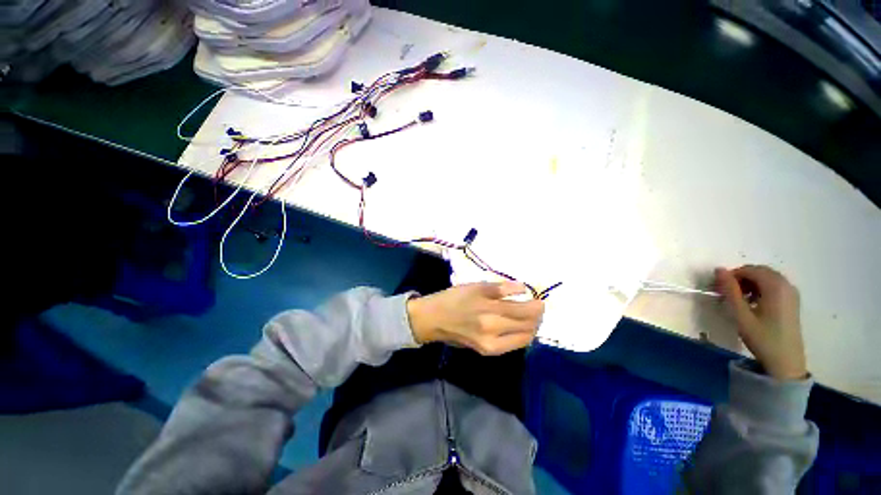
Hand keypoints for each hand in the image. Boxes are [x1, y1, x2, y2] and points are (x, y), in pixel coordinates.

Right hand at [406, 282, 544, 355]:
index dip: (538, 306)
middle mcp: (494, 332)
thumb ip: (501, 288)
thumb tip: (524, 288)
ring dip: (531, 327)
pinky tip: (518, 327)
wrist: (434, 320)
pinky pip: (513, 345)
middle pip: (527, 327)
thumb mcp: (476, 287)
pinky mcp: (488, 352)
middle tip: (537, 307)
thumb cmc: (455, 298)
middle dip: (537, 317)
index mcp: (490, 311)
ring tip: (530, 317)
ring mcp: (492, 346)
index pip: (525, 312)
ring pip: (523, 338)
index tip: (541, 300)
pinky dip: (521, 336)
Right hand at [715, 265, 806, 380]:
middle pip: (760, 271)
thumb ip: (730, 290)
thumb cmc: (762, 337)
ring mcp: (792, 293)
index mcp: (775, 286)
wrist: (786, 362)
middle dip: (741, 278)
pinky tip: (753, 303)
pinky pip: (774, 286)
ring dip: (750, 283)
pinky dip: (761, 289)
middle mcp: (786, 285)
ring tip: (739, 300)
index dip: (732, 275)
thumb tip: (718, 270)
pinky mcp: (793, 301)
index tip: (719, 288)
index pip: (749, 270)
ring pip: (767, 278)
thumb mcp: (741, 315)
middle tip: (727, 293)